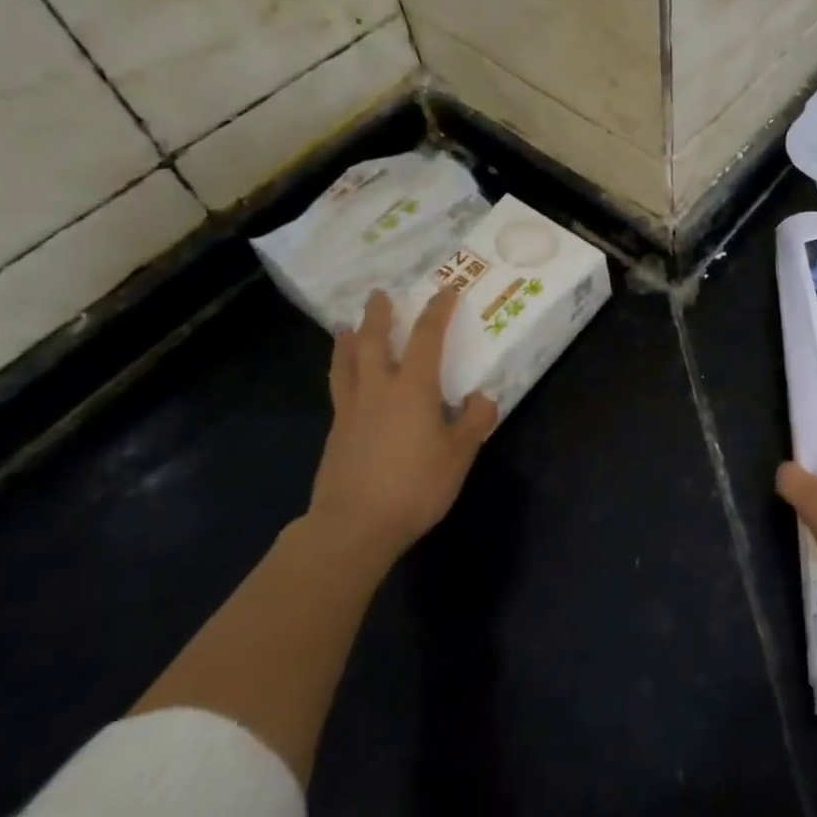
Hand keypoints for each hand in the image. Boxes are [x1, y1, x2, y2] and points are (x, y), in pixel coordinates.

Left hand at [308, 287, 497, 563]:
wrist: (352, 527)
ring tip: (345, 326)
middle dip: (379, 315)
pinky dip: (342, 372)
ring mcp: (351, 411)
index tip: (446, 290)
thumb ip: (473, 422)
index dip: (438, 311)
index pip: (428, 337)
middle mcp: (378, 389)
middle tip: (378, 294)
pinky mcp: (335, 434)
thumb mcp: (459, 454)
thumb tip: (481, 398)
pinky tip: (347, 380)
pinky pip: (339, 389)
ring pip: (347, 363)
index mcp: (413, 388)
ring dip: (348, 340)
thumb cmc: (414, 485)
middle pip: (375, 341)